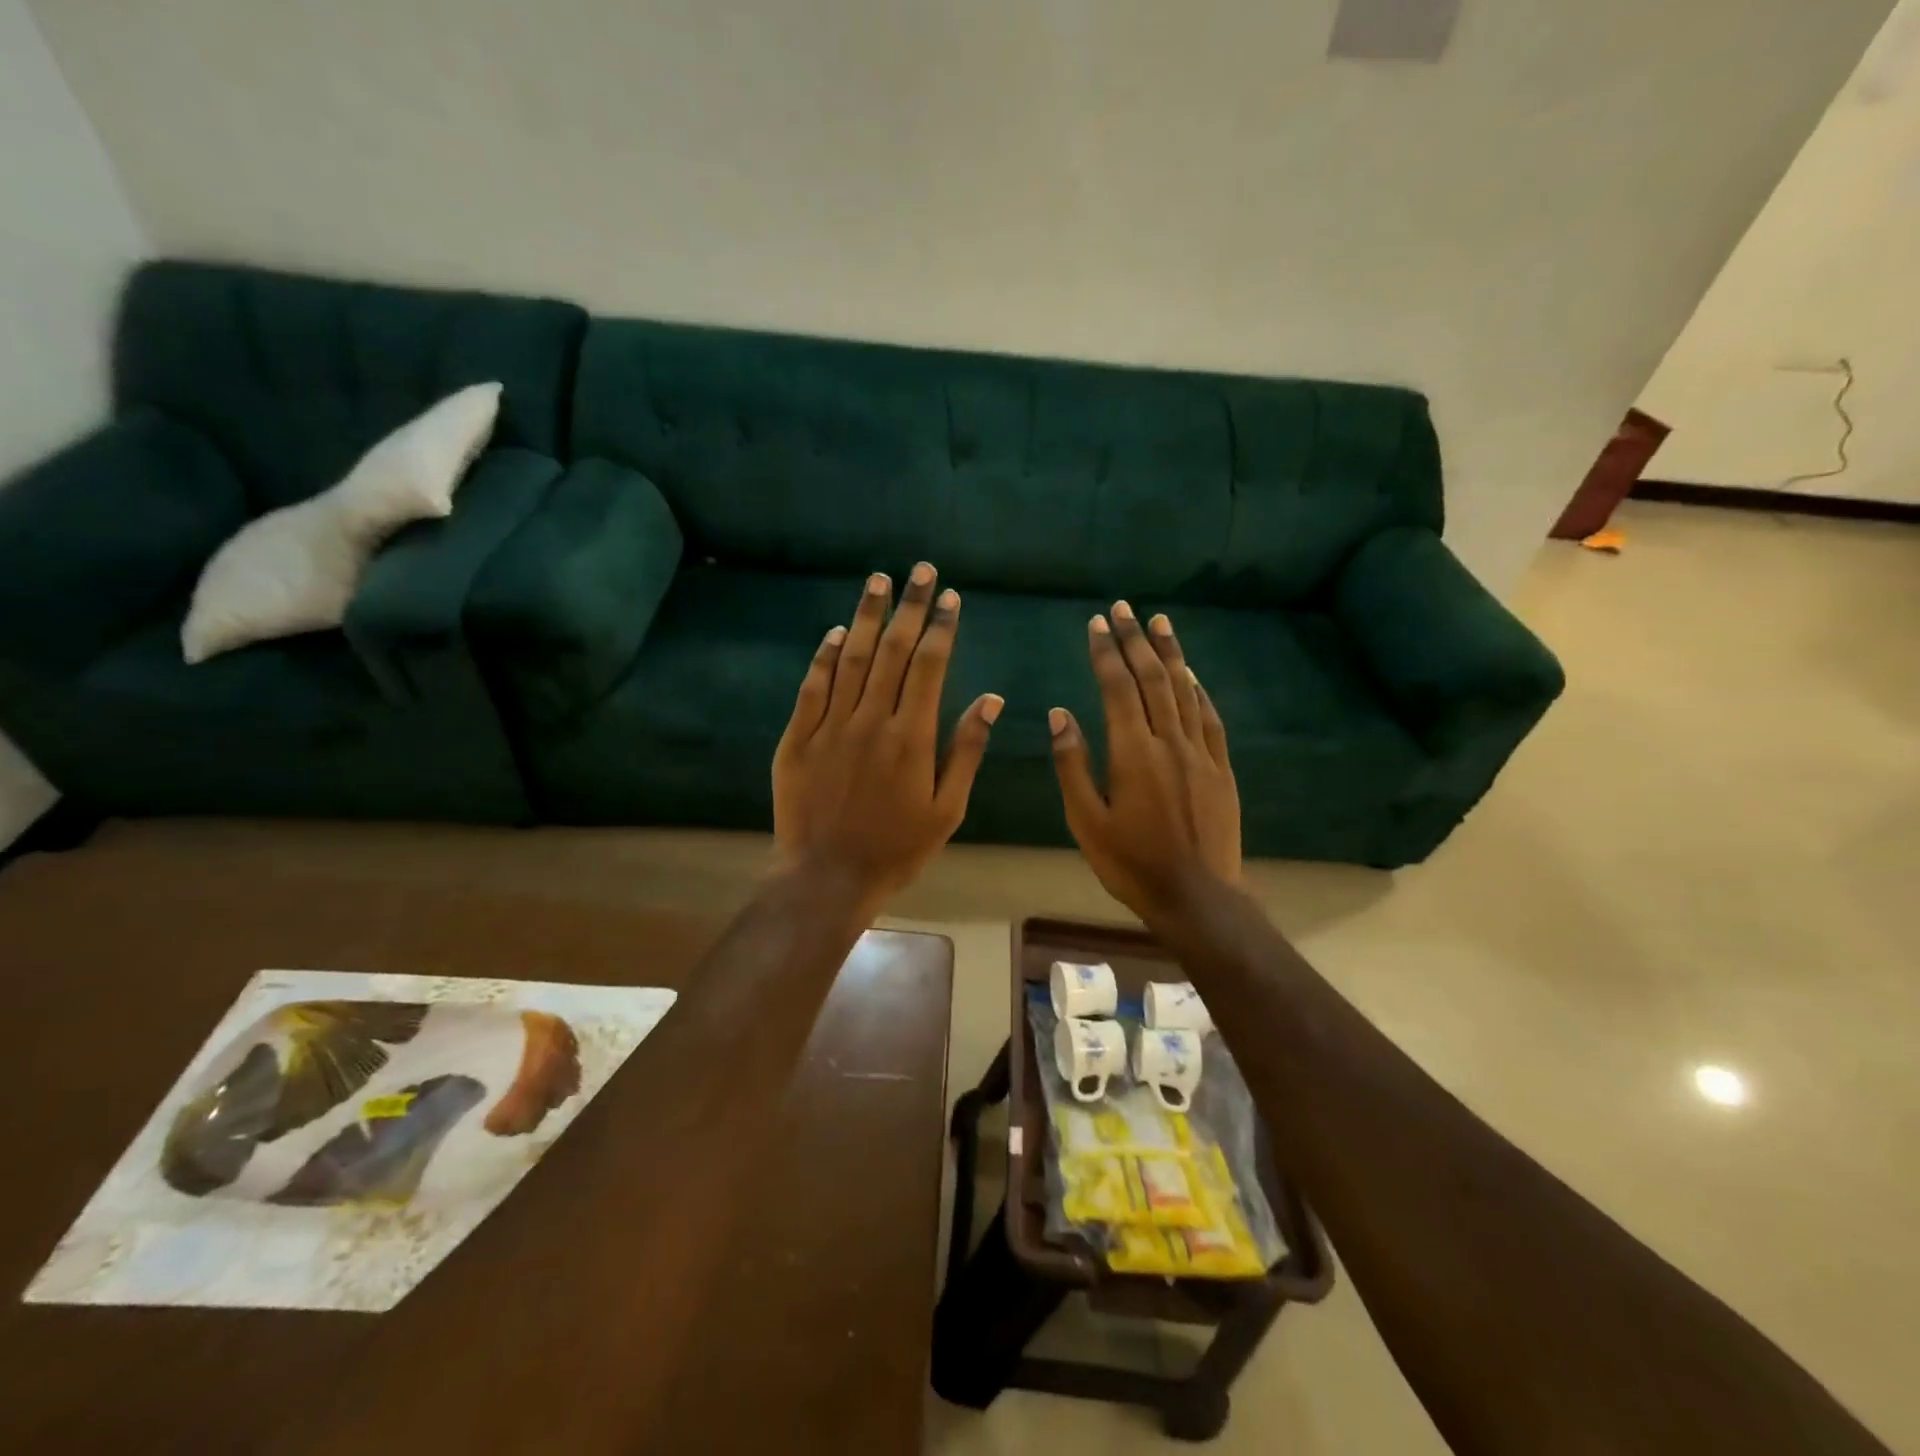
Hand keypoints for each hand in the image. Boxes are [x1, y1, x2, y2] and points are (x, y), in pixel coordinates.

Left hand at [773, 562, 1001, 905]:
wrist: (826, 877)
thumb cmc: (896, 849)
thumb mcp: (947, 809)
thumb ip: (967, 751)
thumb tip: (991, 700)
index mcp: (912, 737)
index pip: (930, 667)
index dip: (941, 627)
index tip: (950, 597)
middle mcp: (871, 721)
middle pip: (891, 651)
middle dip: (909, 607)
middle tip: (919, 570)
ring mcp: (830, 726)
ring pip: (849, 659)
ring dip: (865, 616)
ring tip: (878, 581)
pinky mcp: (797, 738)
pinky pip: (812, 688)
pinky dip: (823, 656)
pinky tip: (834, 632)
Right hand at [1050, 601, 1240, 922]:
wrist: (1196, 896)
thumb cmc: (1131, 863)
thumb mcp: (1086, 821)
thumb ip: (1072, 764)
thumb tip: (1060, 714)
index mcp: (1133, 753)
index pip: (1118, 688)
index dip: (1106, 652)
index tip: (1097, 623)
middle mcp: (1169, 742)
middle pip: (1153, 679)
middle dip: (1136, 640)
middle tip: (1124, 609)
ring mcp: (1200, 753)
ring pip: (1184, 690)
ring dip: (1170, 653)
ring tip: (1159, 622)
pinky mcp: (1220, 768)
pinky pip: (1209, 718)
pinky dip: (1198, 690)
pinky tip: (1191, 674)